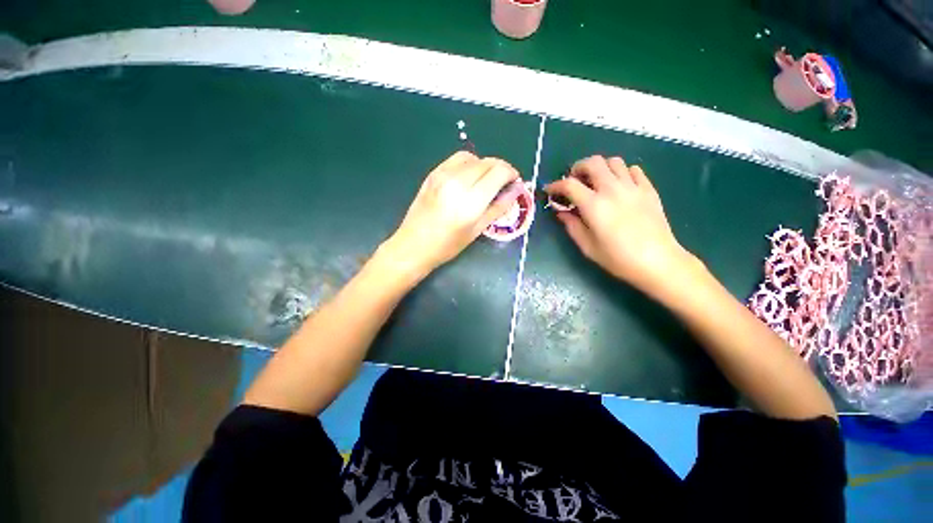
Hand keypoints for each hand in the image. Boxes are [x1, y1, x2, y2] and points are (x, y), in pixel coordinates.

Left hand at [380, 151, 519, 277]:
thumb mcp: (477, 230)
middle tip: (502, 183)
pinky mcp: (433, 174)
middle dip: (500, 169)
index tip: (514, 182)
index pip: (499, 172)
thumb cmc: (447, 245)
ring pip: (473, 157)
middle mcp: (457, 182)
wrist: (413, 245)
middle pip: (488, 162)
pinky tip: (468, 178)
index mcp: (470, 200)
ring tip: (485, 181)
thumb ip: (499, 207)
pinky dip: (469, 164)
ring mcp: (442, 175)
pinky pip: (456, 159)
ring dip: (484, 165)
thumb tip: (516, 190)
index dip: (511, 173)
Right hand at [545, 155, 698, 298]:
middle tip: (574, 181)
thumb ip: (571, 226)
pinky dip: (622, 172)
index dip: (555, 185)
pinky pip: (634, 170)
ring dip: (600, 168)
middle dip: (578, 168)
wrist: (658, 261)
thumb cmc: (618, 258)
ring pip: (614, 162)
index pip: (569, 185)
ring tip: (596, 182)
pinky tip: (619, 186)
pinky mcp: (648, 190)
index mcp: (594, 205)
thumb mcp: (587, 246)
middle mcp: (612, 190)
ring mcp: (633, 187)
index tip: (550, 190)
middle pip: (593, 162)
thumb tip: (561, 212)